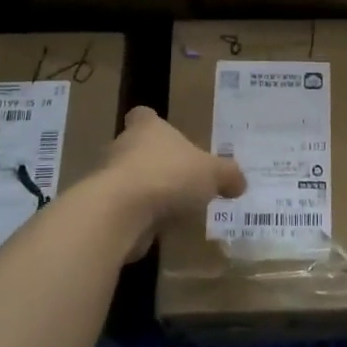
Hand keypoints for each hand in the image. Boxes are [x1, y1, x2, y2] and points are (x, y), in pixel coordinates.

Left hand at [98, 108, 244, 256]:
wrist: (122, 213)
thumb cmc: (169, 176)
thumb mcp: (213, 173)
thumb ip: (228, 175)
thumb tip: (240, 182)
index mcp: (147, 128)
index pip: (144, 116)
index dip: (154, 124)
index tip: (169, 136)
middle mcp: (124, 147)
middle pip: (138, 148)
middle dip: (157, 162)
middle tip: (183, 177)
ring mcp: (110, 179)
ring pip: (132, 180)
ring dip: (149, 192)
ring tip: (176, 207)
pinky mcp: (106, 209)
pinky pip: (127, 209)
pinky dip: (141, 217)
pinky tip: (161, 229)